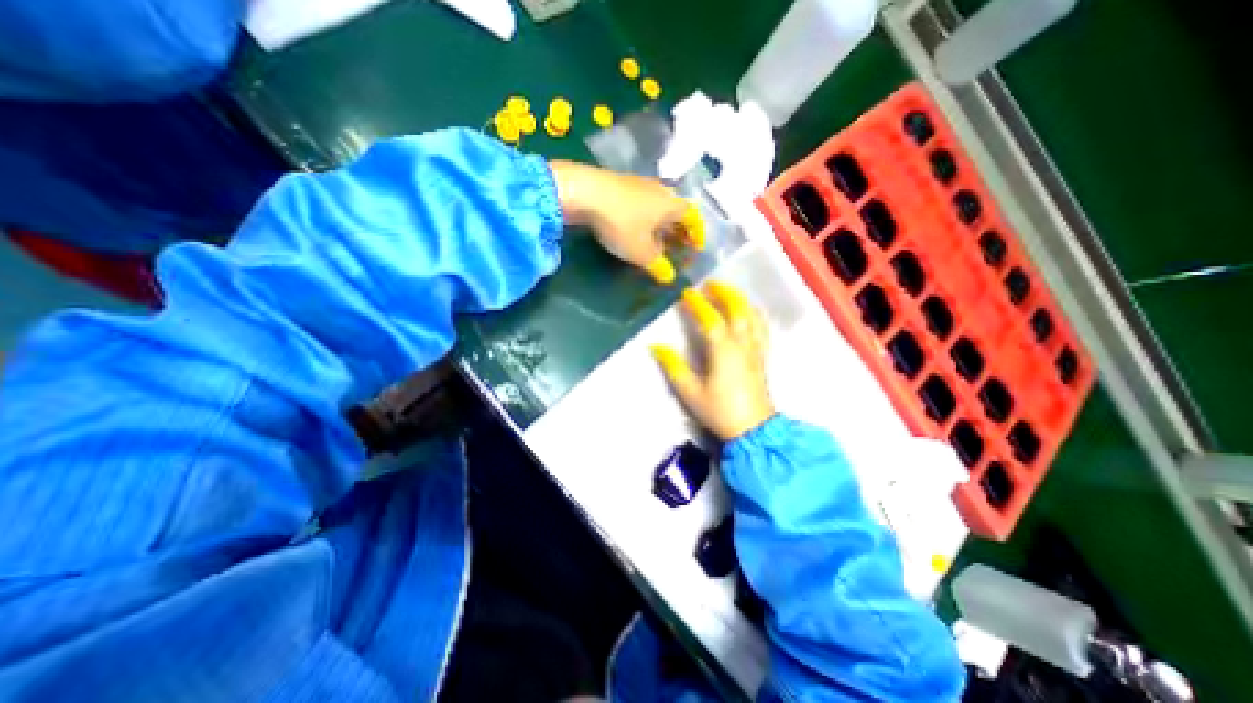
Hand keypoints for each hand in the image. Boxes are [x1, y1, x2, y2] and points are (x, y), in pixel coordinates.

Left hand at [549, 160, 701, 281]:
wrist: (585, 192)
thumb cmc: (622, 223)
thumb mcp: (642, 252)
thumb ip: (658, 265)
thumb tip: (668, 276)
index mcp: (673, 204)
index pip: (694, 218)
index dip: (698, 235)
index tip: (697, 250)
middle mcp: (661, 190)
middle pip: (677, 212)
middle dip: (679, 232)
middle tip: (677, 248)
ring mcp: (639, 184)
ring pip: (658, 208)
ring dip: (660, 226)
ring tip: (657, 243)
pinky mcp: (620, 185)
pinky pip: (641, 205)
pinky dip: (644, 220)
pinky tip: (635, 231)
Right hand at [657, 279, 774, 439]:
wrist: (753, 430)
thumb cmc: (719, 411)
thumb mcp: (690, 392)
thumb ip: (674, 367)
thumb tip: (656, 346)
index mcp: (723, 351)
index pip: (711, 319)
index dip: (699, 304)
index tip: (687, 293)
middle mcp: (742, 344)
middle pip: (738, 310)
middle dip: (725, 293)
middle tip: (711, 284)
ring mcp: (756, 350)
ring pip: (753, 316)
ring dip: (741, 300)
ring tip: (729, 293)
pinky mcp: (762, 357)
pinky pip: (762, 328)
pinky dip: (754, 314)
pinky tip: (749, 313)